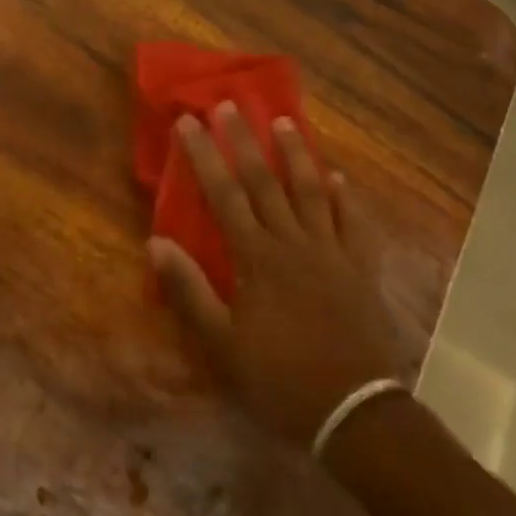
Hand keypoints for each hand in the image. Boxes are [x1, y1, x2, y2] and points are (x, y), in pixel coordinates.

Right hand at [148, 103, 412, 448]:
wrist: (354, 412)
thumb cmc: (279, 377)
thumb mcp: (222, 344)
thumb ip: (189, 291)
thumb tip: (156, 242)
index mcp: (257, 258)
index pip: (224, 195)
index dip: (204, 155)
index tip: (189, 121)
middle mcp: (293, 243)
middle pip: (265, 181)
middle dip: (244, 141)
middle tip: (230, 104)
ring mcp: (331, 252)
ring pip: (311, 191)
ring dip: (296, 155)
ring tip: (285, 122)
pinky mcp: (359, 268)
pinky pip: (353, 223)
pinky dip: (345, 198)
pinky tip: (339, 179)